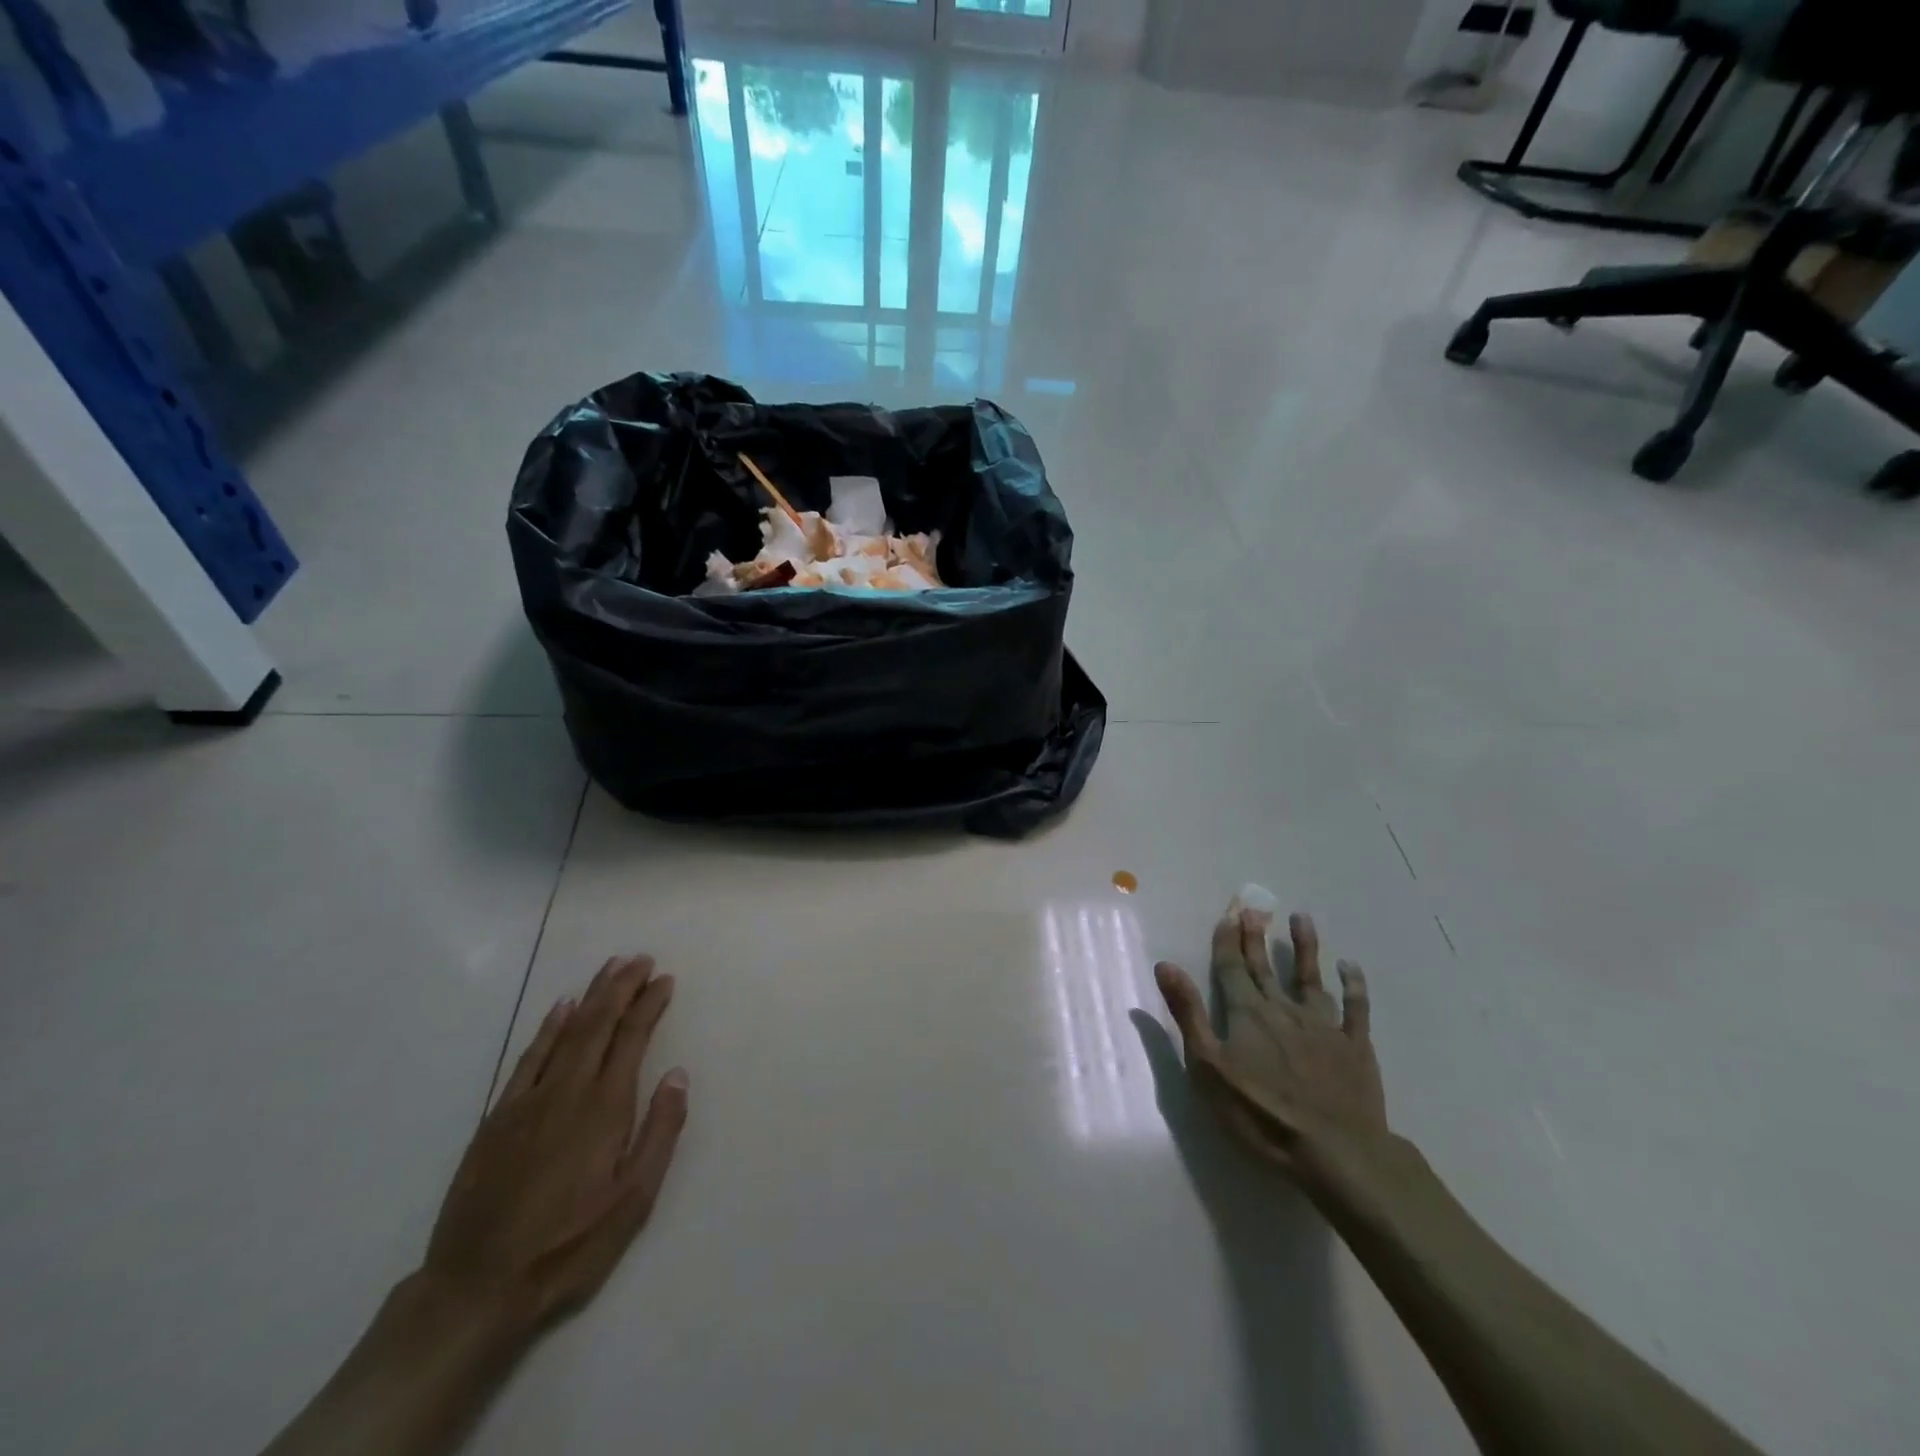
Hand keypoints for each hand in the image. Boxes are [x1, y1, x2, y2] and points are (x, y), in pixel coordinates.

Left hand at [420, 955, 688, 1335]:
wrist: (475, 1289)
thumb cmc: (568, 1247)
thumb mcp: (633, 1201)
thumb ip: (659, 1132)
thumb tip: (678, 1075)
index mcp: (603, 1108)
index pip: (631, 1038)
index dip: (648, 1005)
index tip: (664, 980)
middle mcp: (566, 1091)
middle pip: (597, 1023)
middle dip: (621, 987)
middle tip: (640, 959)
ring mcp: (527, 1101)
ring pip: (564, 1032)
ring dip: (590, 996)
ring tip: (609, 968)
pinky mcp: (498, 1118)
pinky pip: (528, 1057)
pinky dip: (547, 1028)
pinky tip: (560, 1010)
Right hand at [1155, 908, 1385, 1171]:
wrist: (1336, 1151)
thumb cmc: (1261, 1113)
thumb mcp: (1208, 1067)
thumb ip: (1188, 1014)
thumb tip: (1166, 965)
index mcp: (1247, 1013)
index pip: (1232, 967)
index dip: (1228, 940)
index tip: (1228, 913)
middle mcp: (1283, 1009)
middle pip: (1265, 967)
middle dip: (1256, 937)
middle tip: (1254, 908)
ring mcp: (1323, 1026)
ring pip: (1311, 977)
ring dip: (1305, 947)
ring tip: (1302, 918)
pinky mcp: (1355, 1047)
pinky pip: (1356, 1009)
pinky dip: (1354, 986)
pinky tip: (1351, 967)